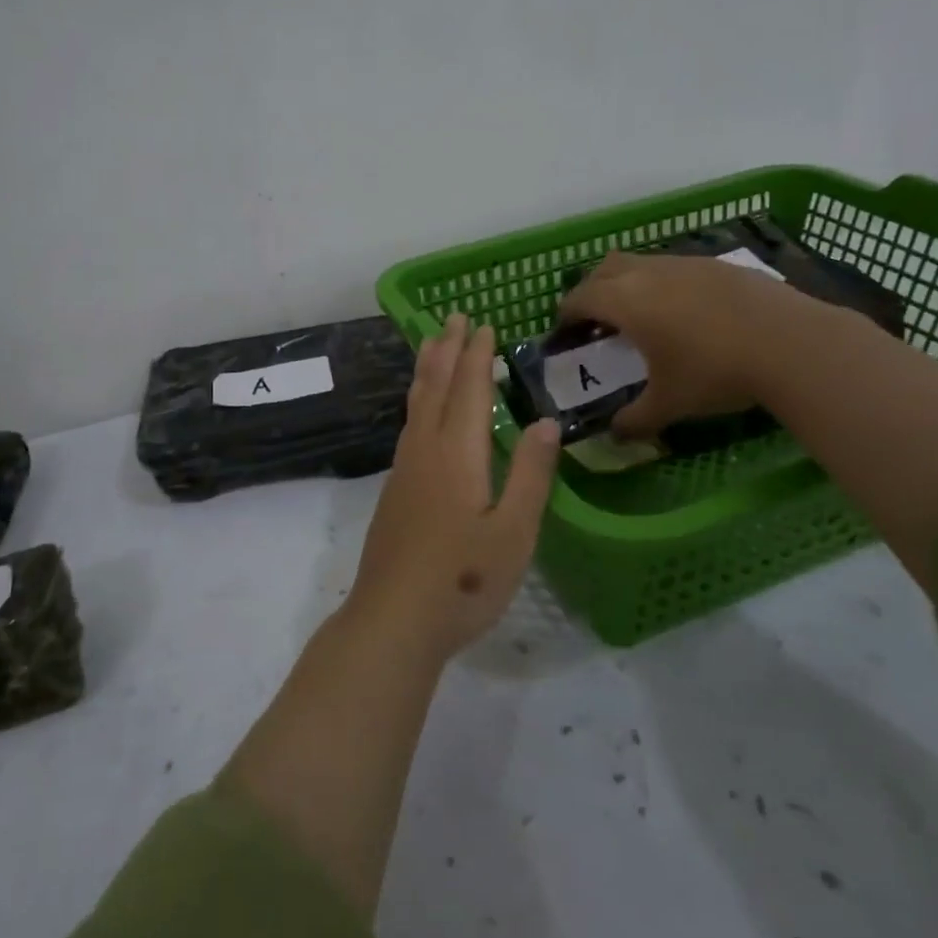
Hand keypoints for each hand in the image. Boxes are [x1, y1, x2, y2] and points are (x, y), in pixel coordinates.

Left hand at [350, 312, 560, 658]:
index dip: (477, 356)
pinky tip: (420, 411)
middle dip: (448, 350)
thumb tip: (544, 421)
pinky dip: (418, 401)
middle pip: (436, 388)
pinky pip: (409, 426)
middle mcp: (426, 452)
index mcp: (458, 455)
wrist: (393, 620)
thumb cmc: (464, 580)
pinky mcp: (395, 492)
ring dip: (427, 370)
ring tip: (431, 344)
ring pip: (416, 406)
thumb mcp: (514, 532)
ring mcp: (404, 471)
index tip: (483, 325)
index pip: (469, 391)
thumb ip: (531, 474)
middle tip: (454, 317)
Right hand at [559, 249, 800, 438]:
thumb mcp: (669, 404)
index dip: (566, 315)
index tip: (564, 333)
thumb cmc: (715, 372)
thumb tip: (616, 435)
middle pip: (604, 268)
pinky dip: (665, 285)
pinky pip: (676, 268)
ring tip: (642, 317)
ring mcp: (687, 263)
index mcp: (626, 301)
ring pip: (642, 263)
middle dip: (592, 290)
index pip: (579, 298)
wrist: (792, 344)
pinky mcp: (719, 264)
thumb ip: (635, 420)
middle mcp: (650, 273)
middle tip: (597, 321)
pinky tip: (686, 313)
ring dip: (630, 284)